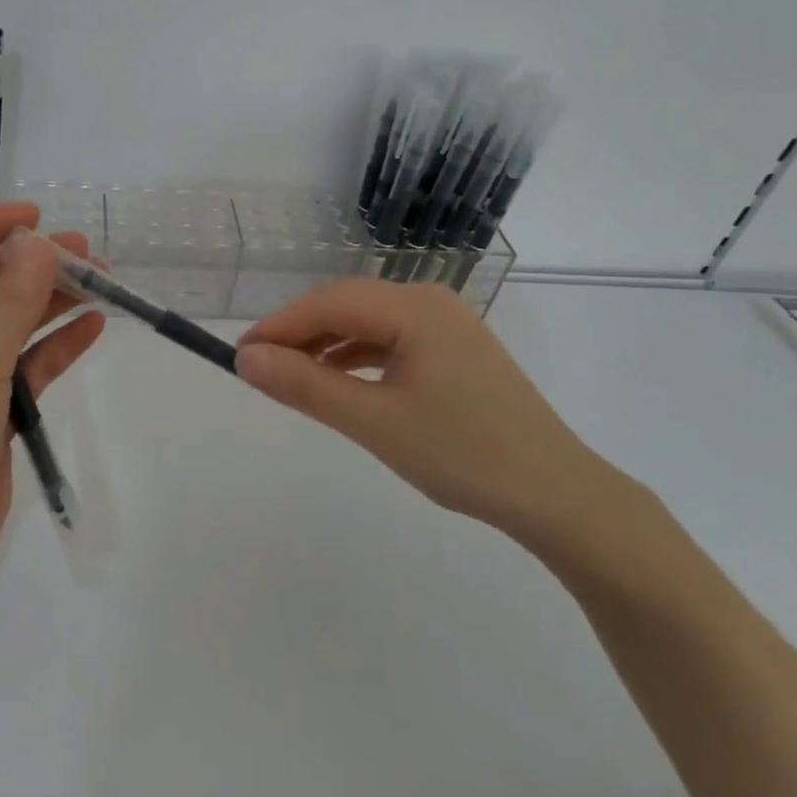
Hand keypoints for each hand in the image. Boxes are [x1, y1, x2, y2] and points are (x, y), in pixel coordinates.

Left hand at [0, 203, 104, 583]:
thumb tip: (39, 243)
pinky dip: (52, 346)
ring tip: (101, 282)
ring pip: (4, 323)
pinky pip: (20, 364)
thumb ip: (11, 303)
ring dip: (48, 302)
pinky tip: (93, 326)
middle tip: (84, 254)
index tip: (35, 219)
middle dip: (29, 266)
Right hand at [234, 280, 623, 543]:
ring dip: (327, 347)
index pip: (326, 303)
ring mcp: (448, 325)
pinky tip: (341, 383)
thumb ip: (305, 385)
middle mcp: (430, 301)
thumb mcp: (373, 421)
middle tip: (259, 369)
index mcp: (413, 306)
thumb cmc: (462, 454)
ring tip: (293, 379)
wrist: (559, 495)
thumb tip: (246, 358)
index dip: (277, 327)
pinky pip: (392, 342)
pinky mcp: (456, 351)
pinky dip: (358, 358)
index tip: (238, 356)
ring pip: (368, 323)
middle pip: (346, 306)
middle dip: (299, 335)